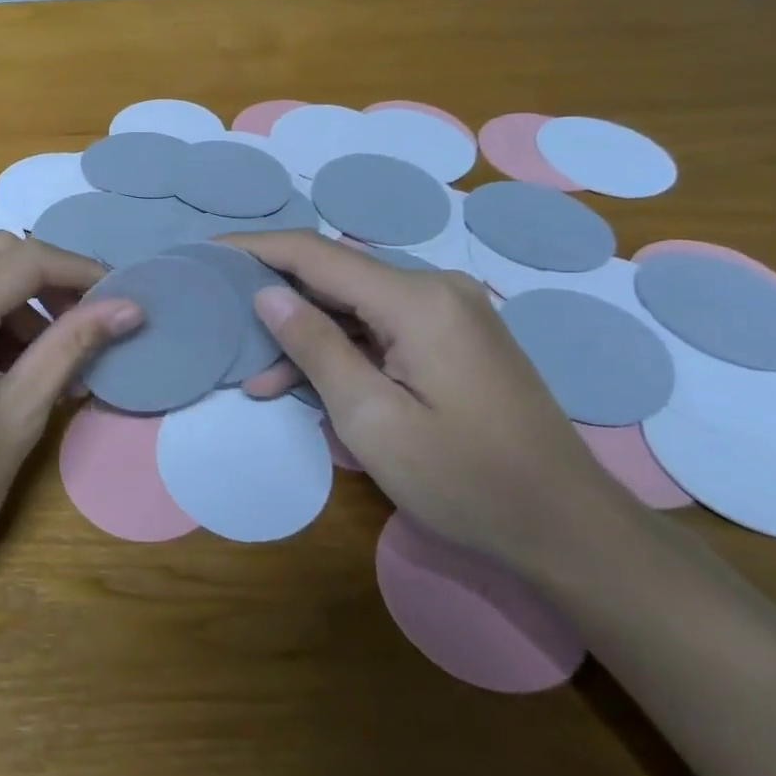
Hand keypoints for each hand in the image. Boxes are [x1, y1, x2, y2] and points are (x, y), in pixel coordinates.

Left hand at [0, 232, 139, 608]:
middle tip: (85, 323)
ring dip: (13, 297)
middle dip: (46, 278)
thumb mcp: (18, 416)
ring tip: (47, 356)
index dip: (79, 272)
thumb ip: (71, 347)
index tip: (118, 296)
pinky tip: (2, 361)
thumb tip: (129, 307)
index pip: (25, 260)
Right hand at [225, 232, 638, 574]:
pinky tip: (309, 384)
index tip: (208, 251)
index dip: (256, 248)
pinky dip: (342, 350)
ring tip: (258, 377)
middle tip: (223, 321)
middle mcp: (436, 289)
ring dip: (307, 334)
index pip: (316, 253)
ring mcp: (450, 313)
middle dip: (276, 298)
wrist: (568, 528)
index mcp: (417, 300)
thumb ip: (315, 347)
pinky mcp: (454, 338)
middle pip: (335, 275)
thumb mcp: (372, 419)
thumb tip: (266, 294)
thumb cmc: (465, 480)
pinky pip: (381, 328)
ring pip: (355, 306)